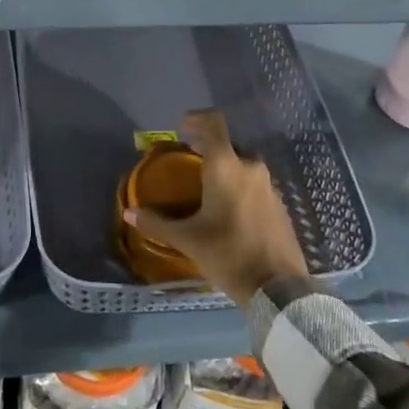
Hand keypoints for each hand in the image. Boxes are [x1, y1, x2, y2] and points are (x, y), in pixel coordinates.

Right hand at [123, 109, 308, 304]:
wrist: (279, 290)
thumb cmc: (228, 254)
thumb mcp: (188, 240)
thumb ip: (158, 222)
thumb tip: (129, 213)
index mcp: (226, 166)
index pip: (213, 123)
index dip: (196, 118)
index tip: (181, 129)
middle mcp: (250, 167)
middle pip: (227, 145)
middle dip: (207, 150)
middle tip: (188, 164)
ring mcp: (269, 186)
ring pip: (242, 166)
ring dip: (224, 170)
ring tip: (206, 190)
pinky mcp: (280, 205)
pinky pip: (254, 184)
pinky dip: (239, 188)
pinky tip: (228, 211)